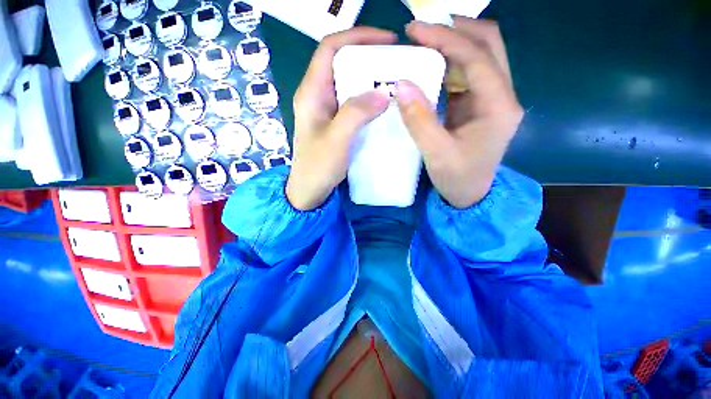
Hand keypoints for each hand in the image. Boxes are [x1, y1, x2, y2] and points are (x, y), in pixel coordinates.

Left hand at [286, 28, 395, 210]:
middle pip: (342, 63)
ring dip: (370, 81)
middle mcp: (317, 96)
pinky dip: (368, 101)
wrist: (310, 191)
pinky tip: (383, 108)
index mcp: (312, 92)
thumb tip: (383, 92)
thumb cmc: (318, 167)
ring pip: (349, 85)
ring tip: (393, 83)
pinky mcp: (335, 125)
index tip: (387, 41)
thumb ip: (356, 113)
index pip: (331, 48)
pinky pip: (353, 105)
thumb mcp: (336, 139)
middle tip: (395, 64)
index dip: (358, 37)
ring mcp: (326, 111)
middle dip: (368, 58)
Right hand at [396, 18, 523, 208]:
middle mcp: (503, 96)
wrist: (470, 196)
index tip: (414, 31)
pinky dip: (451, 64)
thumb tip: (401, 85)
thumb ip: (419, 120)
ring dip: (455, 43)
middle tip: (423, 31)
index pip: (477, 57)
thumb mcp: (436, 154)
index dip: (445, 39)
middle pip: (490, 44)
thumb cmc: (458, 179)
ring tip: (425, 43)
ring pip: (482, 55)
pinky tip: (432, 67)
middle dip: (457, 30)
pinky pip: (469, 74)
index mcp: (498, 107)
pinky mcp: (480, 106)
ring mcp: (493, 100)